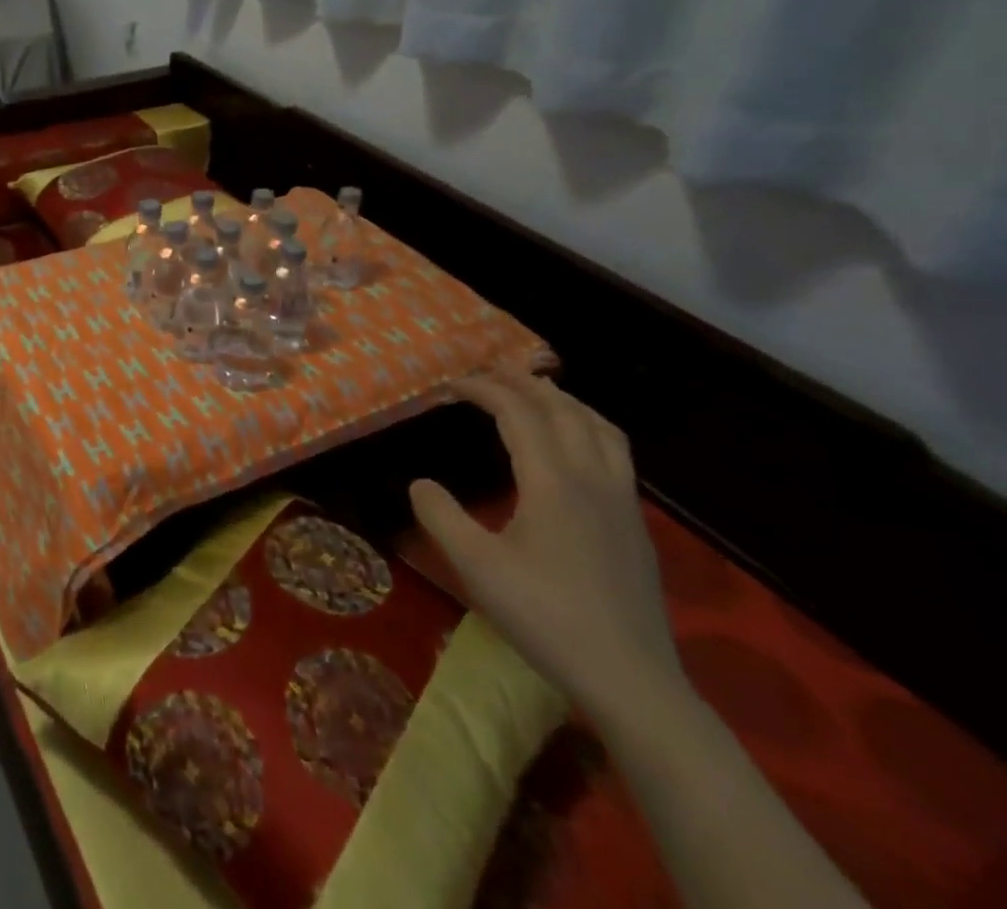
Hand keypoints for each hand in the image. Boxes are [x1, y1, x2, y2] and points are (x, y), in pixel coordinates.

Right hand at [409, 372, 683, 725]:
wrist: (632, 682)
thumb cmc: (546, 618)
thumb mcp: (476, 566)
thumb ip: (440, 516)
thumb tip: (420, 483)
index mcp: (553, 482)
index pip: (518, 412)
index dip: (483, 390)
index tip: (449, 386)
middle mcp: (592, 479)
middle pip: (562, 409)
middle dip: (522, 383)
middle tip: (488, 374)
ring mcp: (622, 502)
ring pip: (599, 427)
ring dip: (563, 400)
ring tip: (534, 394)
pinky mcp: (635, 526)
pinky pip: (614, 452)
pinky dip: (587, 427)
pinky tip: (572, 448)